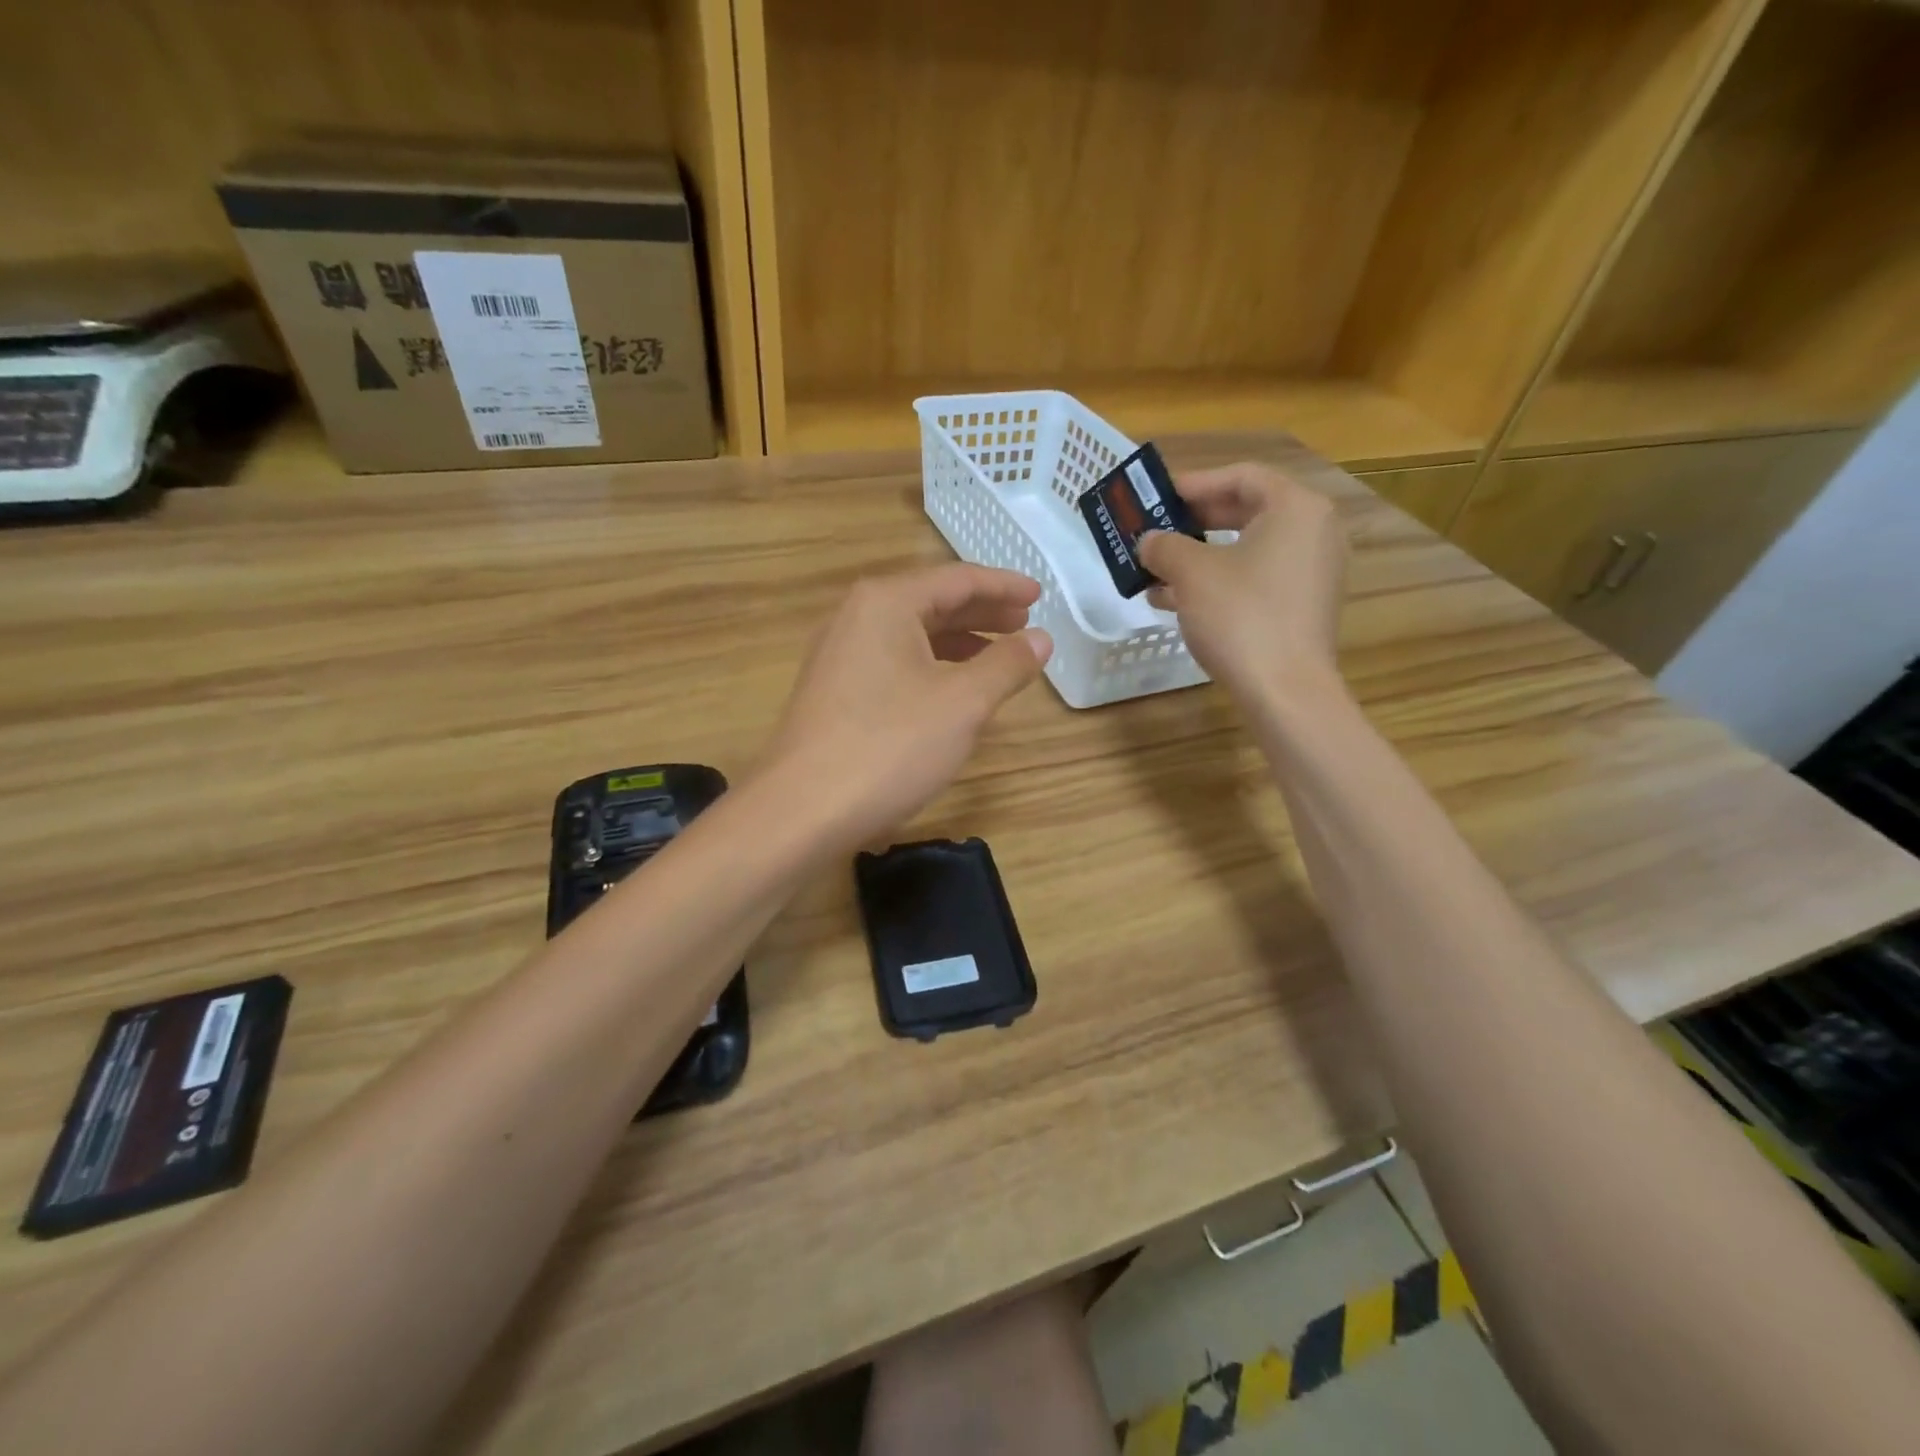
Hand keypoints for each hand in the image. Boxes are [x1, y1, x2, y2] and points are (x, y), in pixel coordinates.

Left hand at [765, 564, 1052, 847]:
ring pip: (911, 635)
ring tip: (997, 657)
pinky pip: (893, 663)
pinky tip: (952, 692)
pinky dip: (931, 668)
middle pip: (931, 602)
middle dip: (982, 613)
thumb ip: (1006, 665)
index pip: (957, 580)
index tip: (1040, 596)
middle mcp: (856, 618)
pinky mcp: (833, 692)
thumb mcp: (963, 704)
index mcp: (886, 603)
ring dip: (958, 643)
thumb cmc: (889, 747)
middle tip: (1024, 625)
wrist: (801, 812)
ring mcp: (838, 656)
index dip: (1004, 586)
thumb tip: (1040, 639)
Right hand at [1136, 462, 1347, 700]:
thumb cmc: (1240, 617)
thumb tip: (1149, 541)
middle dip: (1194, 522)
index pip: (1242, 477)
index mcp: (1296, 508)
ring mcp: (1312, 572)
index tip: (1157, 497)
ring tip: (1155, 571)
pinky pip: (1255, 579)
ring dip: (1199, 557)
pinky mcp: (1302, 607)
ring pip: (1247, 550)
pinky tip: (1176, 601)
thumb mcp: (1191, 574)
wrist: (1284, 691)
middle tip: (1156, 529)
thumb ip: (1165, 546)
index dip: (1195, 483)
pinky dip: (1218, 582)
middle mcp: (1314, 532)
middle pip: (1246, 511)